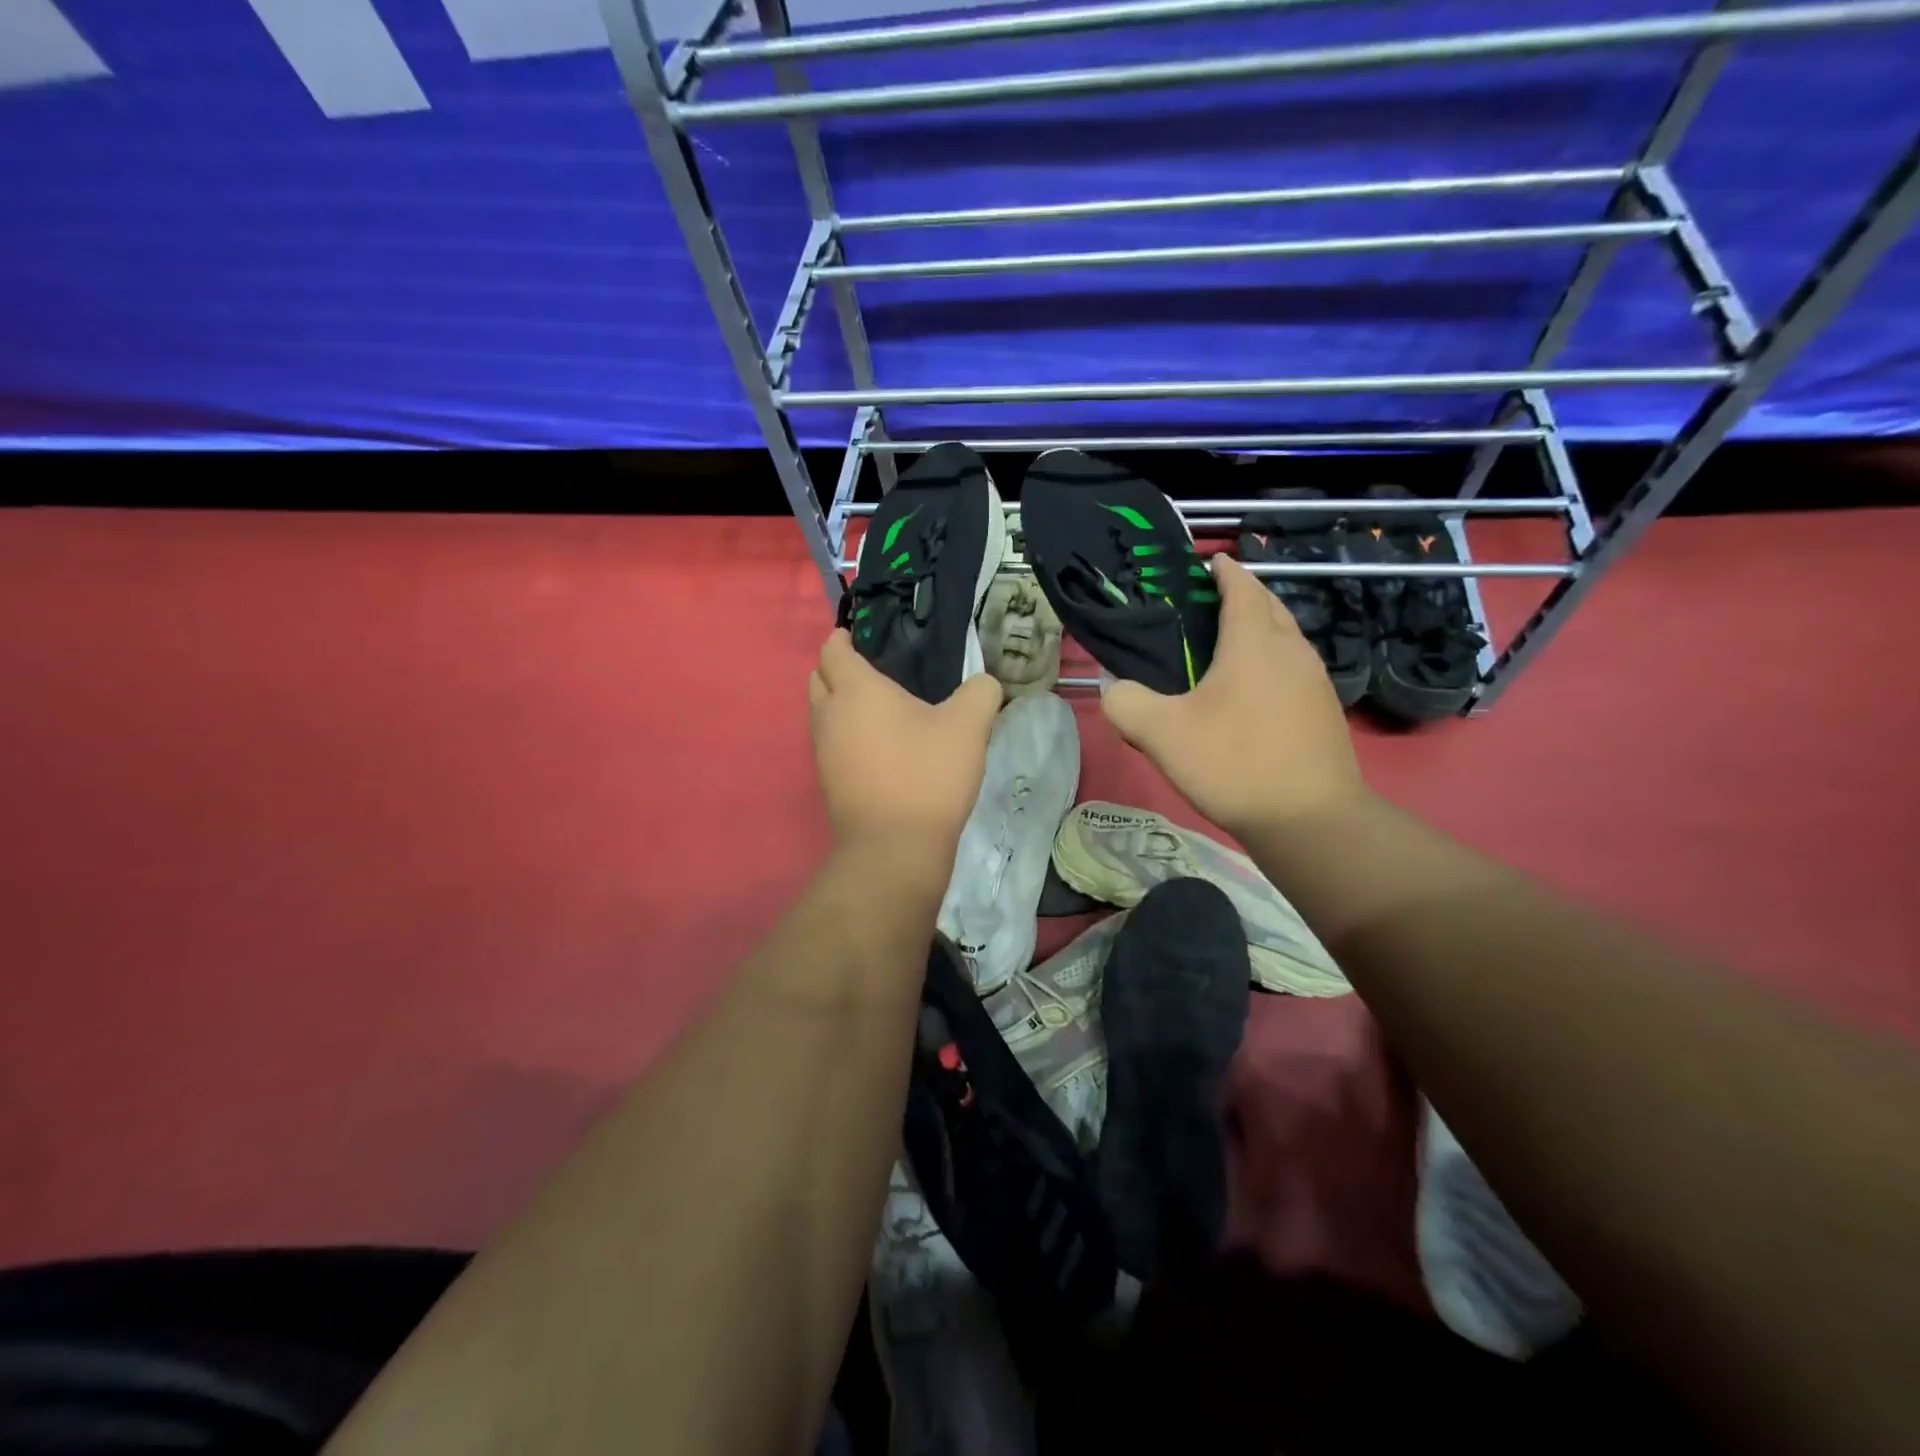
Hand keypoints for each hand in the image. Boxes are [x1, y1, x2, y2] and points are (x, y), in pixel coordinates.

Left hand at [809, 629, 1002, 874]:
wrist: (894, 847)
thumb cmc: (927, 774)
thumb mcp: (969, 725)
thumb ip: (980, 692)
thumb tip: (984, 684)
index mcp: (856, 689)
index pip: (833, 650)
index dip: (842, 638)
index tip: (856, 636)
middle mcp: (829, 715)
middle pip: (819, 679)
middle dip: (837, 670)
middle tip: (870, 672)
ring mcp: (822, 751)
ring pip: (821, 714)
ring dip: (839, 705)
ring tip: (876, 710)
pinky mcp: (827, 782)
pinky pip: (829, 744)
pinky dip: (844, 735)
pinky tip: (876, 748)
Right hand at [1102, 554, 1367, 841]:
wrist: (1309, 819)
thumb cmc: (1234, 762)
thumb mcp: (1161, 734)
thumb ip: (1126, 703)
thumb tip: (1115, 690)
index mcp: (1254, 641)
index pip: (1241, 587)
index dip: (1223, 571)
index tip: (1208, 562)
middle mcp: (1291, 650)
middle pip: (1269, 606)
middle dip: (1243, 595)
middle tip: (1209, 603)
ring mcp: (1314, 681)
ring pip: (1285, 638)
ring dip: (1259, 629)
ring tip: (1226, 645)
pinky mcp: (1323, 711)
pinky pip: (1293, 669)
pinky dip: (1270, 662)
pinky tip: (1250, 692)